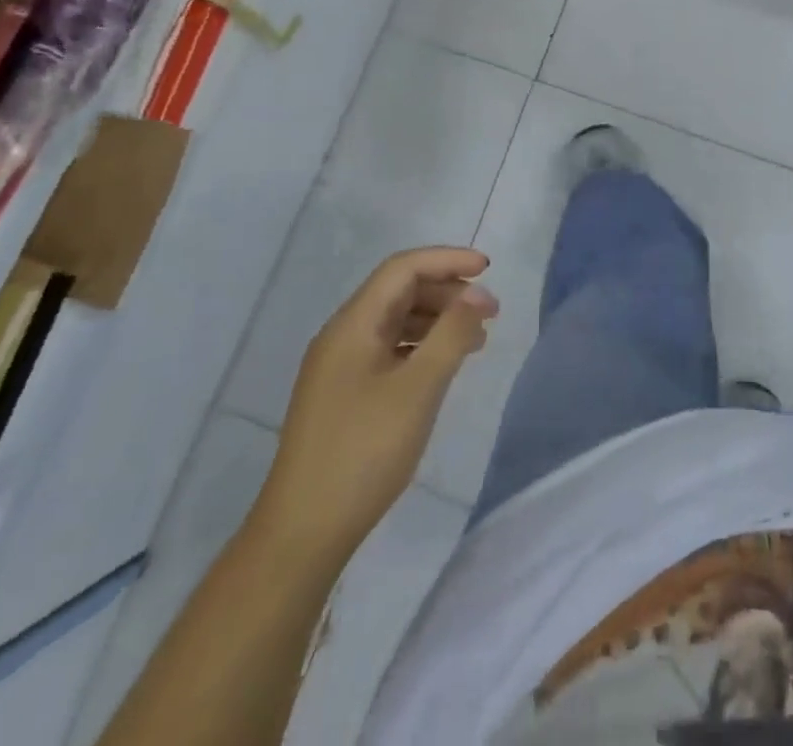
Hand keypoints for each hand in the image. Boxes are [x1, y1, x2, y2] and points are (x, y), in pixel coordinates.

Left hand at [255, 248, 497, 557]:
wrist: (302, 532)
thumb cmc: (363, 452)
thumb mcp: (418, 389)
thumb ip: (451, 334)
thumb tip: (478, 293)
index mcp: (353, 324)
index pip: (403, 269)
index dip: (447, 260)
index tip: (488, 269)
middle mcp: (342, 335)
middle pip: (399, 291)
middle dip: (447, 291)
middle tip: (490, 311)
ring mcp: (339, 366)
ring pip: (395, 321)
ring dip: (437, 320)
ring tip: (477, 339)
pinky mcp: (344, 393)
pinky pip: (389, 349)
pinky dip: (421, 347)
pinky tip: (445, 366)